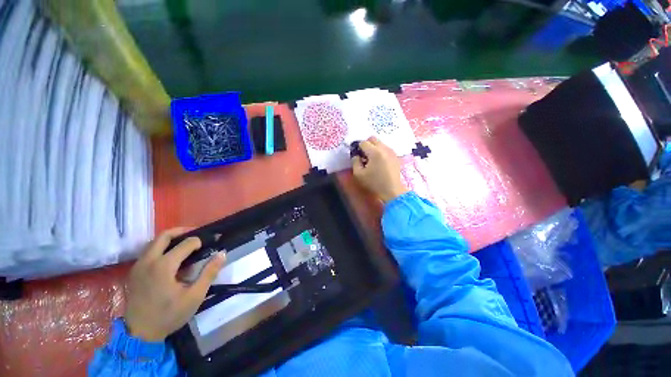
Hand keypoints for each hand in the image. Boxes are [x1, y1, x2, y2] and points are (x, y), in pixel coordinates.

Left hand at [124, 228, 225, 341]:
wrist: (140, 334)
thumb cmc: (169, 315)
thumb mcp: (195, 296)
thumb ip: (209, 273)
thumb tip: (222, 253)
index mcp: (163, 266)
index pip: (185, 243)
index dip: (199, 241)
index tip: (208, 245)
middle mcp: (148, 261)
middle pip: (164, 235)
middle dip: (182, 231)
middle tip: (196, 235)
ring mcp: (138, 266)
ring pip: (154, 242)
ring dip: (171, 239)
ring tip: (185, 245)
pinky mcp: (133, 272)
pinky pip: (148, 252)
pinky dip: (161, 248)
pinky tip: (170, 259)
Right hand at [352, 137, 408, 202]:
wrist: (392, 191)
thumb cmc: (374, 183)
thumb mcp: (359, 174)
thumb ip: (355, 162)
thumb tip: (356, 156)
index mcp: (374, 152)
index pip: (363, 143)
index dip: (358, 148)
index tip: (357, 156)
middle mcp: (384, 148)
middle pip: (373, 139)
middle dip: (366, 145)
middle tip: (364, 155)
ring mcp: (391, 151)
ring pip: (380, 143)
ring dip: (374, 148)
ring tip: (372, 160)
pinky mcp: (396, 156)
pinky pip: (386, 149)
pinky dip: (381, 151)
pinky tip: (379, 162)